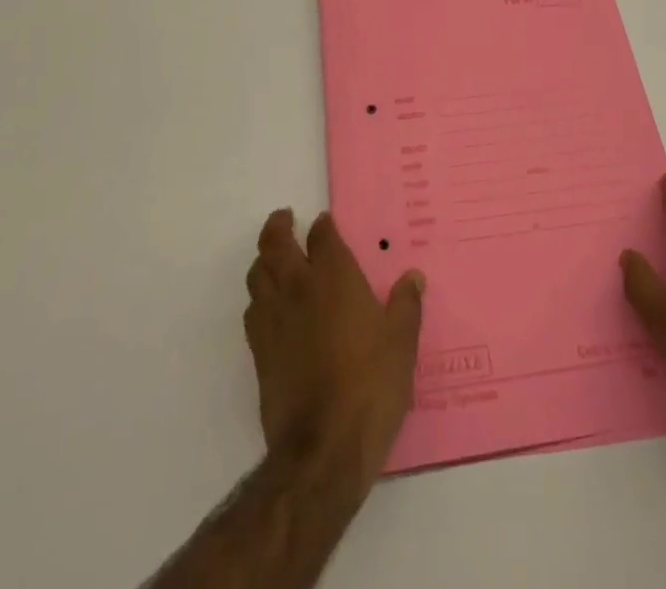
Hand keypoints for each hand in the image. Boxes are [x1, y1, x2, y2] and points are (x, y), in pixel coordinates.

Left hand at [244, 209, 424, 491]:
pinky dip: (259, 298)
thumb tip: (412, 277)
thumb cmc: (370, 385)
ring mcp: (274, 320)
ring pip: (257, 274)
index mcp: (333, 278)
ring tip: (273, 258)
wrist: (323, 448)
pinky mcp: (259, 353)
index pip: (321, 236)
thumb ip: (406, 304)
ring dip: (264, 259)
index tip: (325, 222)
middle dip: (279, 226)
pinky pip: (252, 311)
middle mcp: (298, 289)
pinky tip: (269, 307)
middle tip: (285, 218)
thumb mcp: (402, 342)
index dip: (323, 226)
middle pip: (276, 244)